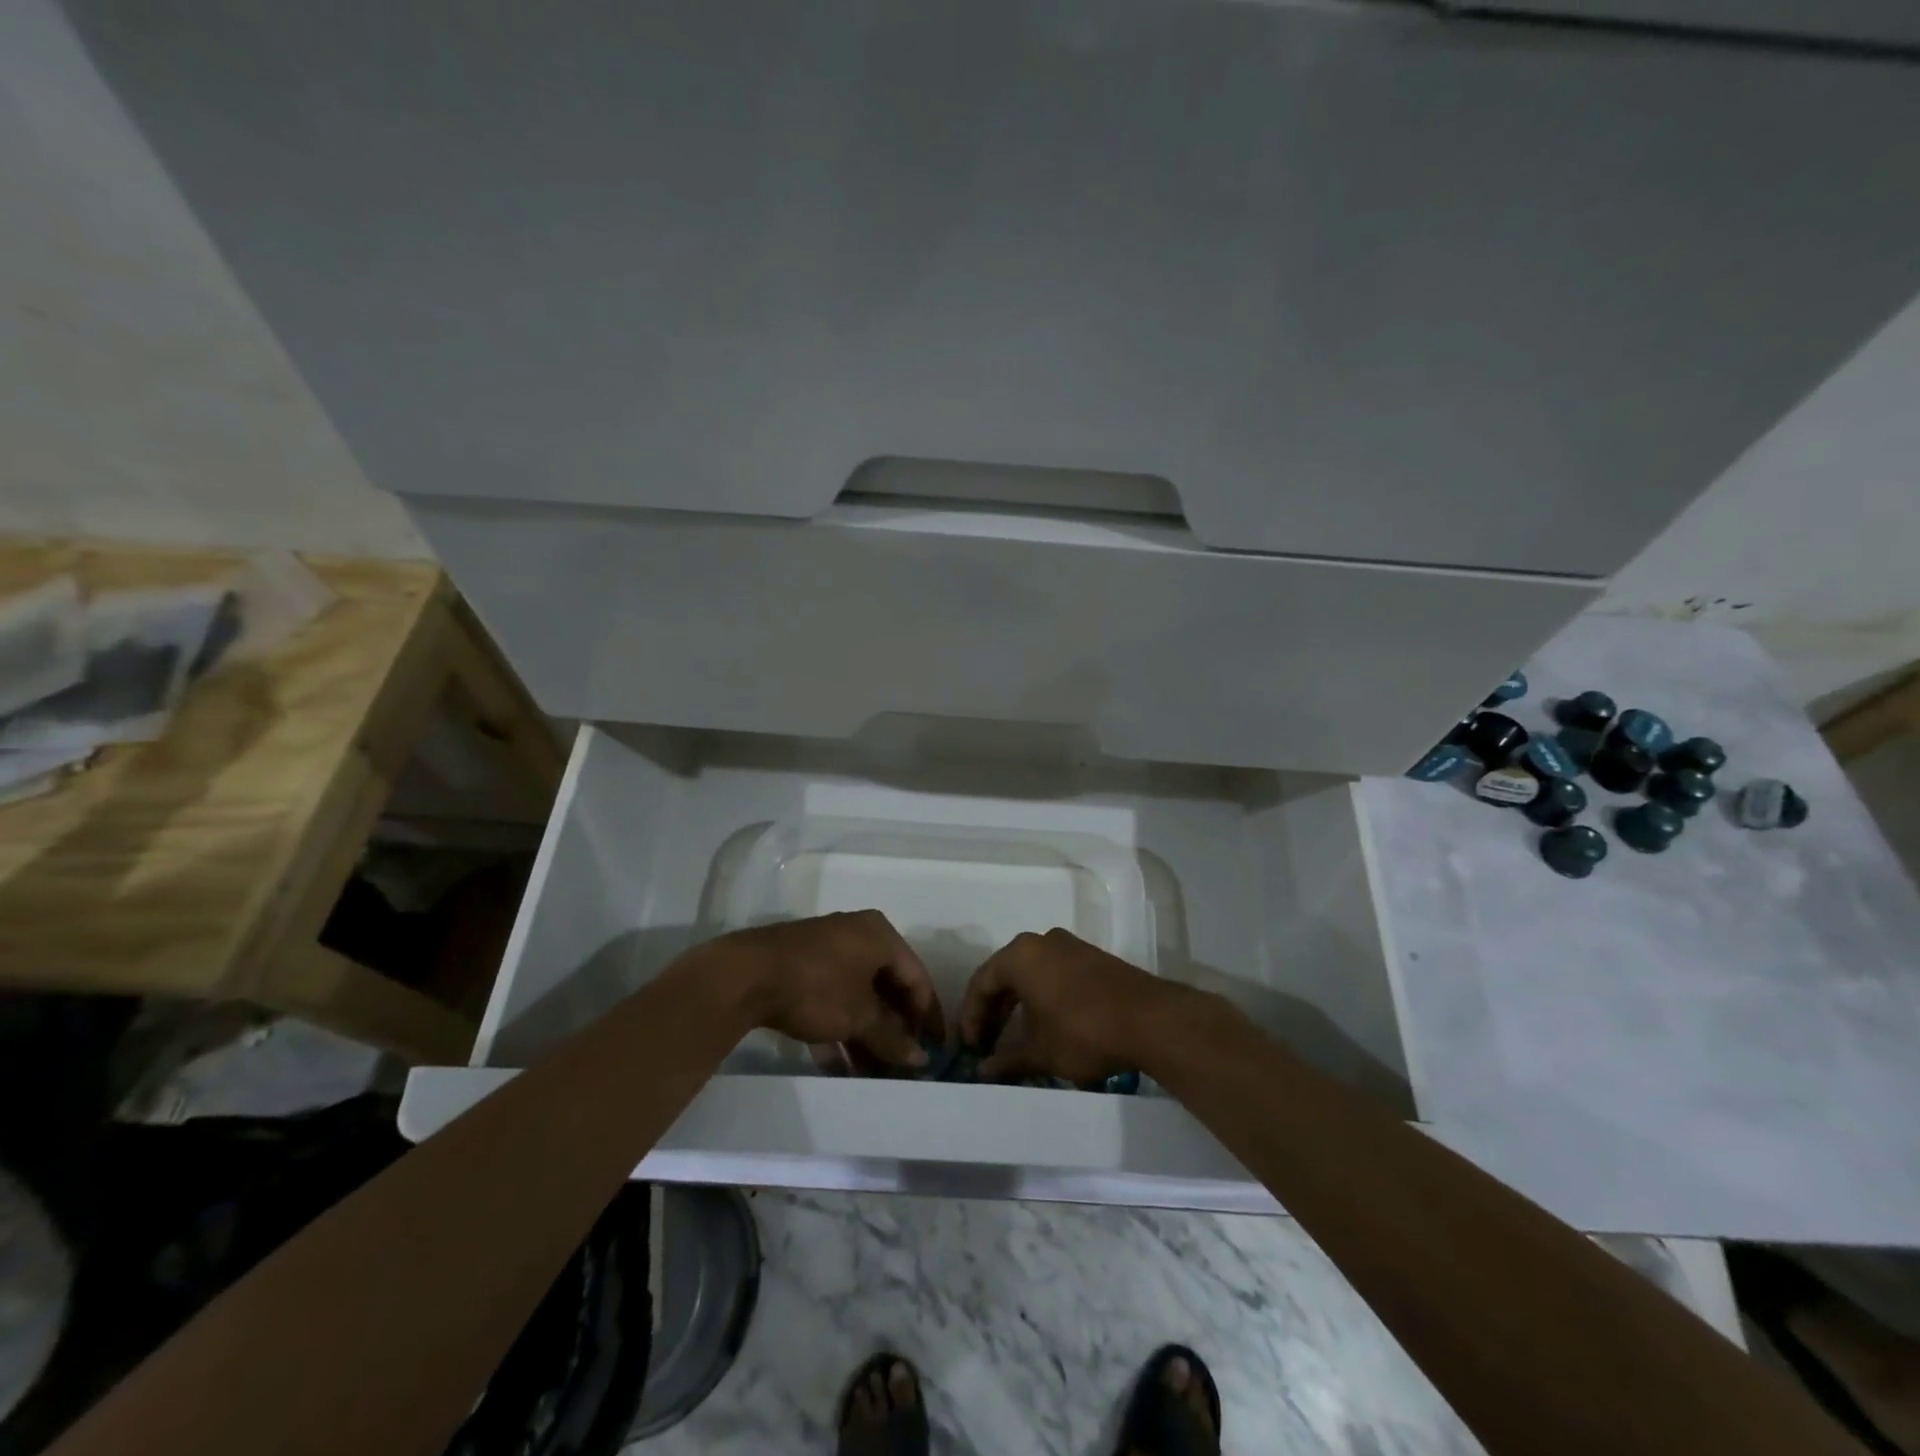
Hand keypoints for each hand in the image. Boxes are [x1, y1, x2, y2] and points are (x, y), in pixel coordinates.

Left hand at [711, 911, 942, 1070]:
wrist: (745, 976)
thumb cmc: (817, 987)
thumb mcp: (859, 1017)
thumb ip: (892, 1038)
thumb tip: (921, 1060)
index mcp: (880, 936)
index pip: (916, 978)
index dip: (927, 1016)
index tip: (934, 1050)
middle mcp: (857, 936)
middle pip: (887, 988)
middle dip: (894, 1031)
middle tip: (903, 1066)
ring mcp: (827, 951)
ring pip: (858, 997)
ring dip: (867, 1036)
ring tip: (874, 1075)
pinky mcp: (802, 969)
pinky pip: (832, 1000)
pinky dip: (839, 1030)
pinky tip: (840, 1067)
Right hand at [959, 928, 1174, 1083]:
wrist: (1150, 1020)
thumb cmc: (1083, 1031)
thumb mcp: (1040, 1052)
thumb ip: (1007, 1059)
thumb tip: (982, 1071)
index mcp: (1021, 955)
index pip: (982, 983)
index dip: (971, 1017)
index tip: (970, 1047)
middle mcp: (1041, 941)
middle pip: (1005, 974)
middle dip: (993, 1011)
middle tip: (986, 1043)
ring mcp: (1069, 946)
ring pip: (1030, 973)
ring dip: (1017, 1004)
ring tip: (1013, 1037)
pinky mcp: (1091, 957)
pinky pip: (1053, 973)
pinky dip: (1041, 996)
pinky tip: (1045, 1024)